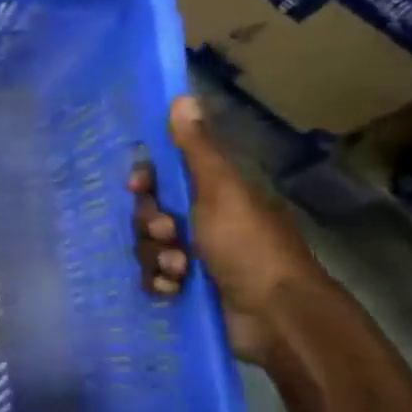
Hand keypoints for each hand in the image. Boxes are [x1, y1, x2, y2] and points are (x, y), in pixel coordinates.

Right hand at [131, 95, 329, 362]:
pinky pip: (154, 279)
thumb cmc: (248, 246)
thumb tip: (182, 96)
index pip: (164, 176)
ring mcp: (196, 258)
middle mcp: (203, 221)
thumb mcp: (220, 191)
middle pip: (149, 214)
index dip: (146, 181)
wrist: (275, 316)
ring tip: (179, 272)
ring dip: (157, 259)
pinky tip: (174, 291)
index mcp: (214, 193)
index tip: (137, 186)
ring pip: (149, 248)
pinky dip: (161, 284)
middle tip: (168, 234)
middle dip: (151, 227)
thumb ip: (196, 149)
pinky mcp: (189, 290)